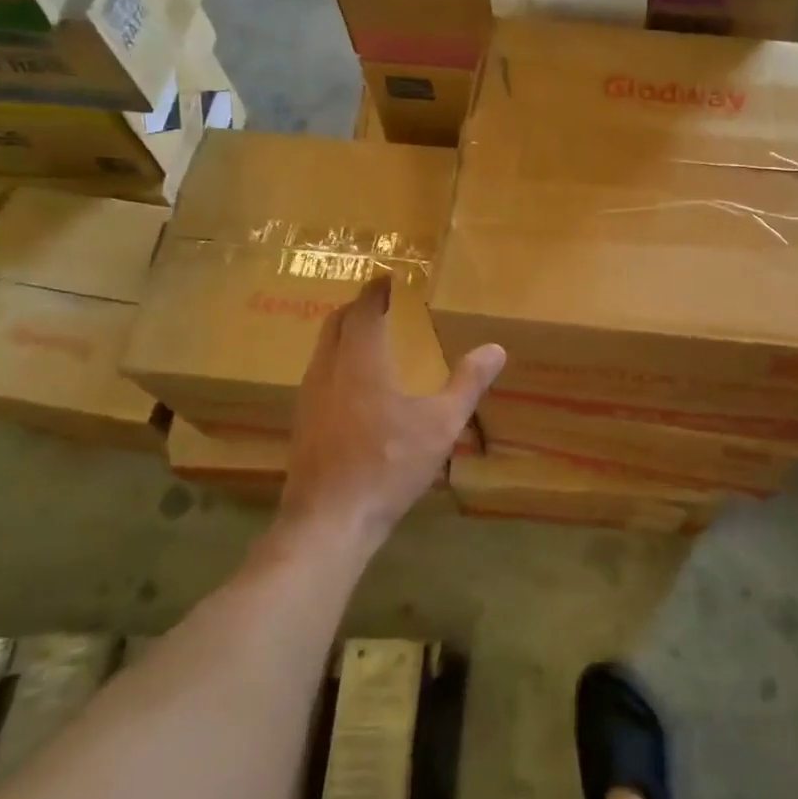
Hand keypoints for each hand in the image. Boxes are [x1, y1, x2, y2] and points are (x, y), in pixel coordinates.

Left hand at [283, 277, 504, 546]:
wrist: (331, 519)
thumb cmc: (389, 465)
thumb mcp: (440, 424)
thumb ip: (467, 383)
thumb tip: (496, 348)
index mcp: (360, 361)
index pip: (364, 310)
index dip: (376, 291)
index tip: (387, 279)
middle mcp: (328, 370)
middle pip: (336, 324)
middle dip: (357, 308)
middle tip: (380, 304)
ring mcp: (309, 397)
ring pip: (323, 350)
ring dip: (343, 335)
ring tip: (369, 339)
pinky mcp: (302, 423)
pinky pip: (319, 375)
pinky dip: (336, 362)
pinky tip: (354, 388)